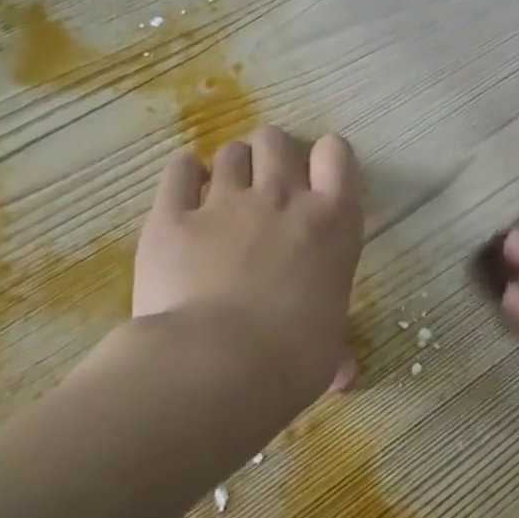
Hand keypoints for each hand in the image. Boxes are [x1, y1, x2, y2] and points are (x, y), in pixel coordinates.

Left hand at [131, 126, 363, 402]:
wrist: (217, 365)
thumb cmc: (293, 358)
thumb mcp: (328, 348)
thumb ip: (336, 347)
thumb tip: (346, 376)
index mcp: (333, 221)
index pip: (337, 154)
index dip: (326, 159)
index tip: (317, 179)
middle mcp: (283, 198)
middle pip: (277, 141)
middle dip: (272, 153)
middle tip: (266, 183)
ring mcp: (226, 202)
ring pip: (230, 152)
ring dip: (231, 166)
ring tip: (224, 192)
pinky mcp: (172, 216)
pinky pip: (178, 170)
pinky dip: (184, 175)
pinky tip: (185, 192)